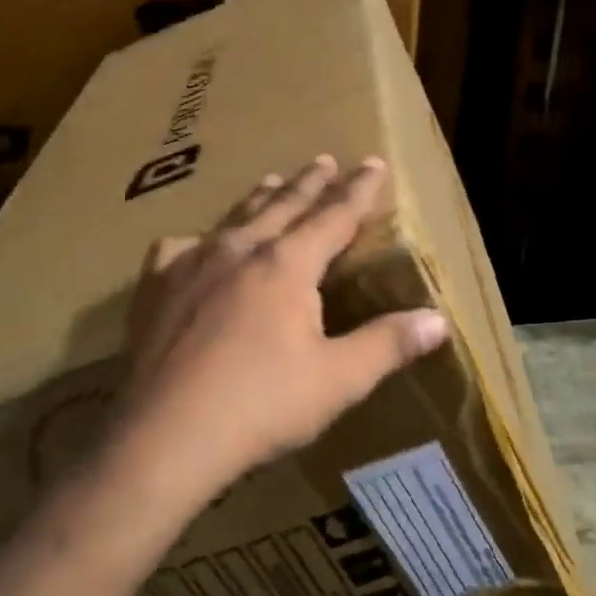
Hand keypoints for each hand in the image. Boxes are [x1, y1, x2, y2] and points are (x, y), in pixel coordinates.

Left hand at [116, 154, 450, 486]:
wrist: (167, 435)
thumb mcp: (338, 379)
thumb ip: (388, 345)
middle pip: (284, 206)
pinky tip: (192, 246)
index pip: (334, 216)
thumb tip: (438, 320)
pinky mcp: (157, 287)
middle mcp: (240, 250)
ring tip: (272, 181)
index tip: (373, 162)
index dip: (359, 190)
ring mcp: (193, 264)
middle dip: (310, 183)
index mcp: (288, 265)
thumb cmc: (261, 405)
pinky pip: (178, 248)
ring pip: (235, 218)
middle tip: (324, 160)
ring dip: (259, 199)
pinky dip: (195, 241)